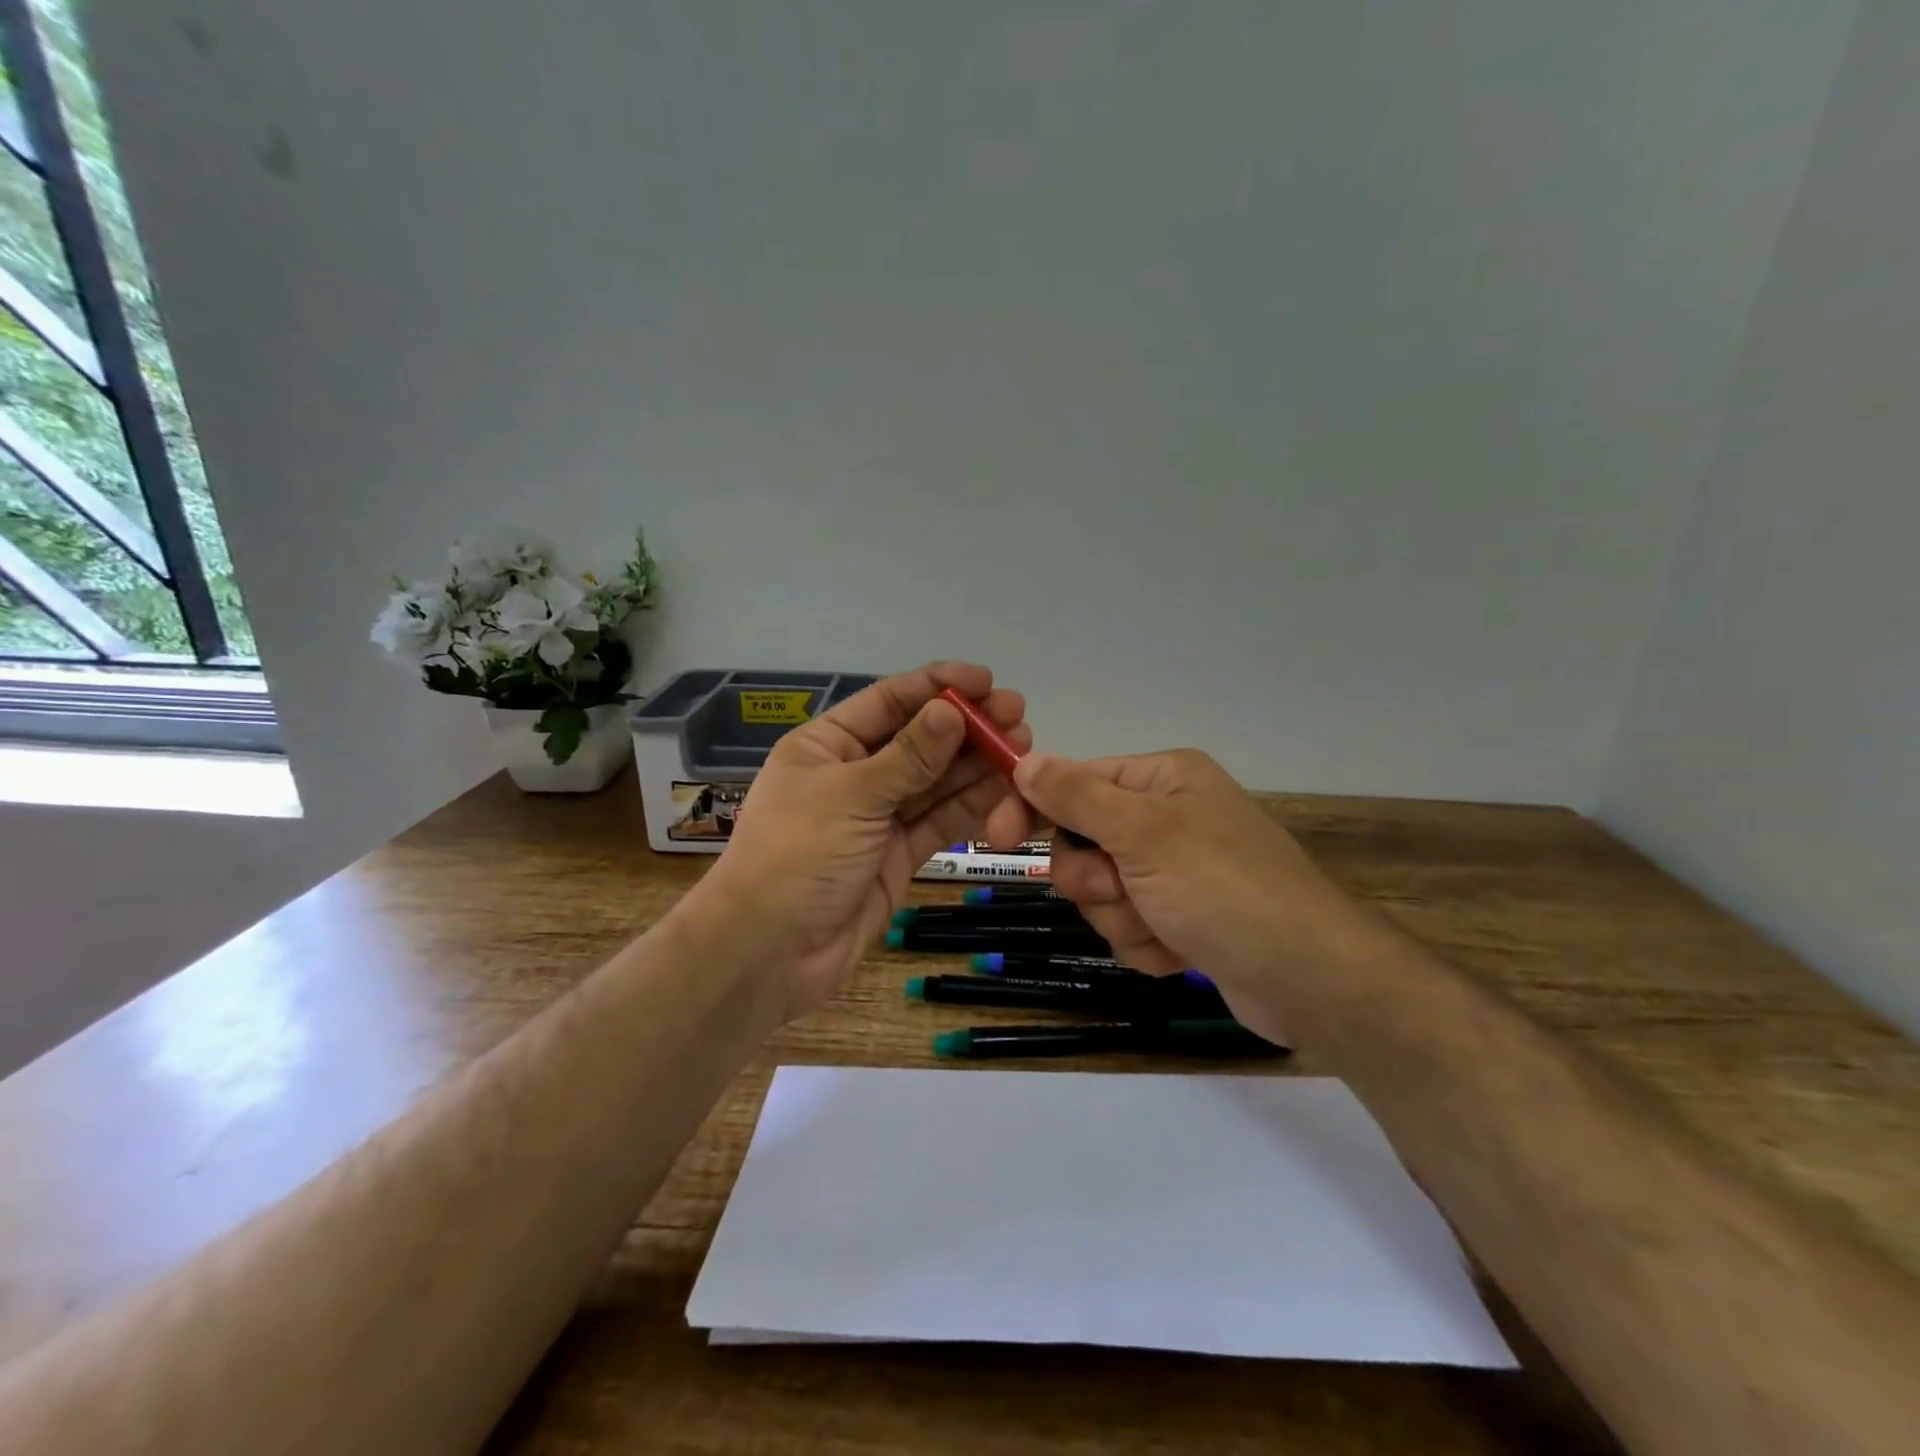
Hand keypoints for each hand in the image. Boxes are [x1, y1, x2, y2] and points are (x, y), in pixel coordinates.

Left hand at [690, 663, 1033, 1022]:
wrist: (769, 954)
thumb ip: (909, 756)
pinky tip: (1004, 790)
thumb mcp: (852, 795)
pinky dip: (970, 807)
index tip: (986, 679)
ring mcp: (878, 817)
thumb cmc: (797, 856)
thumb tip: (952, 710)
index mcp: (827, 745)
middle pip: (919, 740)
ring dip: (976, 764)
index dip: (936, 686)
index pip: (888, 701)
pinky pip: (938, 821)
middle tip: (1016, 715)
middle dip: (966, 727)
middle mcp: (855, 775)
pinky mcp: (898, 855)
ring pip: (935, 782)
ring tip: (1021, 747)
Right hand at [1012, 749, 1350, 1046]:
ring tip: (1164, 927)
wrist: (1308, 978)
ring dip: (1122, 917)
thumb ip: (1077, 796)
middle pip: (1083, 843)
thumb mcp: (1143, 833)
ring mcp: (1176, 872)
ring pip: (1102, 892)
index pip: (1074, 782)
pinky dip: (1146, 943)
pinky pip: (1130, 926)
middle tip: (1121, 889)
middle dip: (1094, 879)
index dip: (1033, 807)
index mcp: (1162, 780)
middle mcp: (1168, 818)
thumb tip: (1025, 759)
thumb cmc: (1222, 888)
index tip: (994, 836)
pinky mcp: (1183, 918)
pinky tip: (1179, 952)